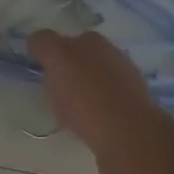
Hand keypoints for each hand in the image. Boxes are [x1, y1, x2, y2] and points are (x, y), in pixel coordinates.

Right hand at [28, 29, 165, 157]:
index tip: (41, 72)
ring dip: (84, 92)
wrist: (127, 134)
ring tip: (72, 113)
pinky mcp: (135, 110)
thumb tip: (38, 42)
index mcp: (93, 40)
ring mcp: (128, 83)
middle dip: (69, 72)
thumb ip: (43, 44)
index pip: (64, 40)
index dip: (50, 54)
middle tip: (55, 92)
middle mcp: (114, 55)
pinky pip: (106, 106)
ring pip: (95, 83)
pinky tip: (91, 124)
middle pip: (82, 60)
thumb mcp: (56, 58)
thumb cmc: (86, 93)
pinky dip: (97, 111)